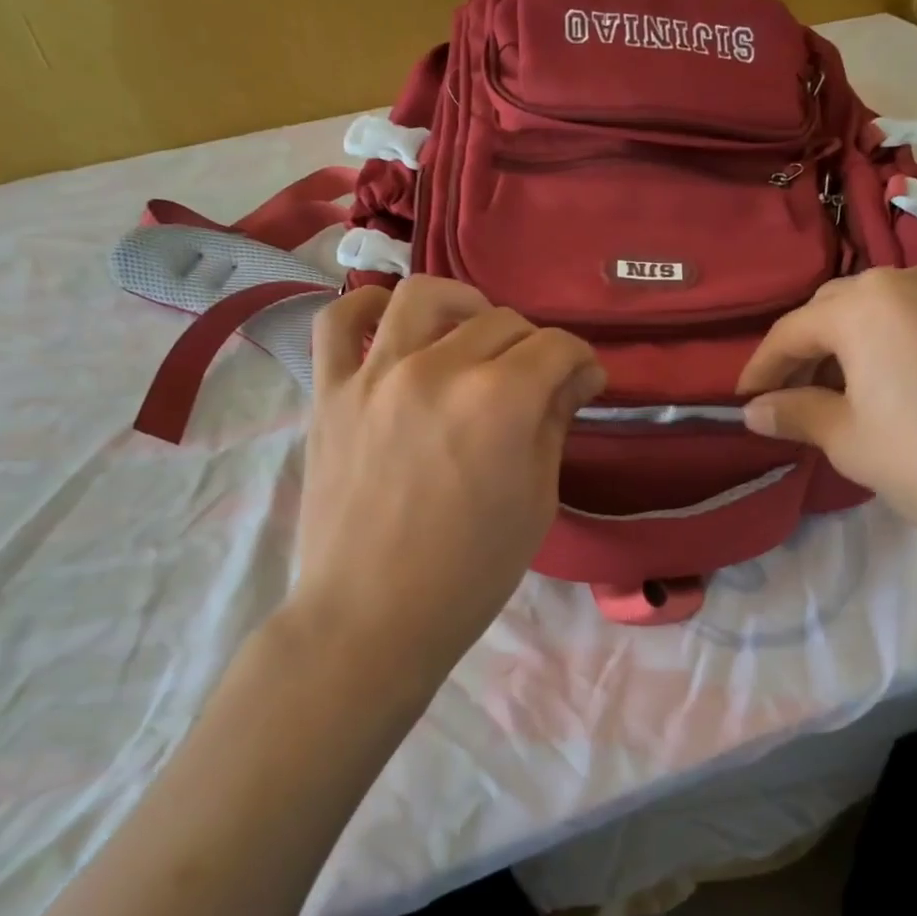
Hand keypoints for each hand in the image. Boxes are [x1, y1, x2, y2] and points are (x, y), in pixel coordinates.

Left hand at [286, 278, 603, 683]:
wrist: (371, 618)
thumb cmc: (470, 573)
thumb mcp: (536, 501)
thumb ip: (554, 425)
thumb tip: (575, 377)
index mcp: (500, 401)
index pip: (557, 347)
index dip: (582, 361)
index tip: (586, 382)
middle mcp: (439, 369)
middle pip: (502, 321)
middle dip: (535, 345)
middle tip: (538, 379)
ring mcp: (375, 375)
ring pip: (424, 296)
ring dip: (464, 305)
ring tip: (473, 331)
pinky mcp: (330, 392)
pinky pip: (337, 322)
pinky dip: (367, 308)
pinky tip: (391, 325)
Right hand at [737, 262, 916, 579]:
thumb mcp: (852, 443)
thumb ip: (796, 414)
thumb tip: (755, 410)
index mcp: (868, 306)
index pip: (793, 330)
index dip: (762, 366)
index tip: (744, 399)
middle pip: (841, 308)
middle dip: (811, 349)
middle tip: (797, 394)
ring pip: (893, 308)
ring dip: (862, 342)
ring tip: (857, 389)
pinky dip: (912, 343)